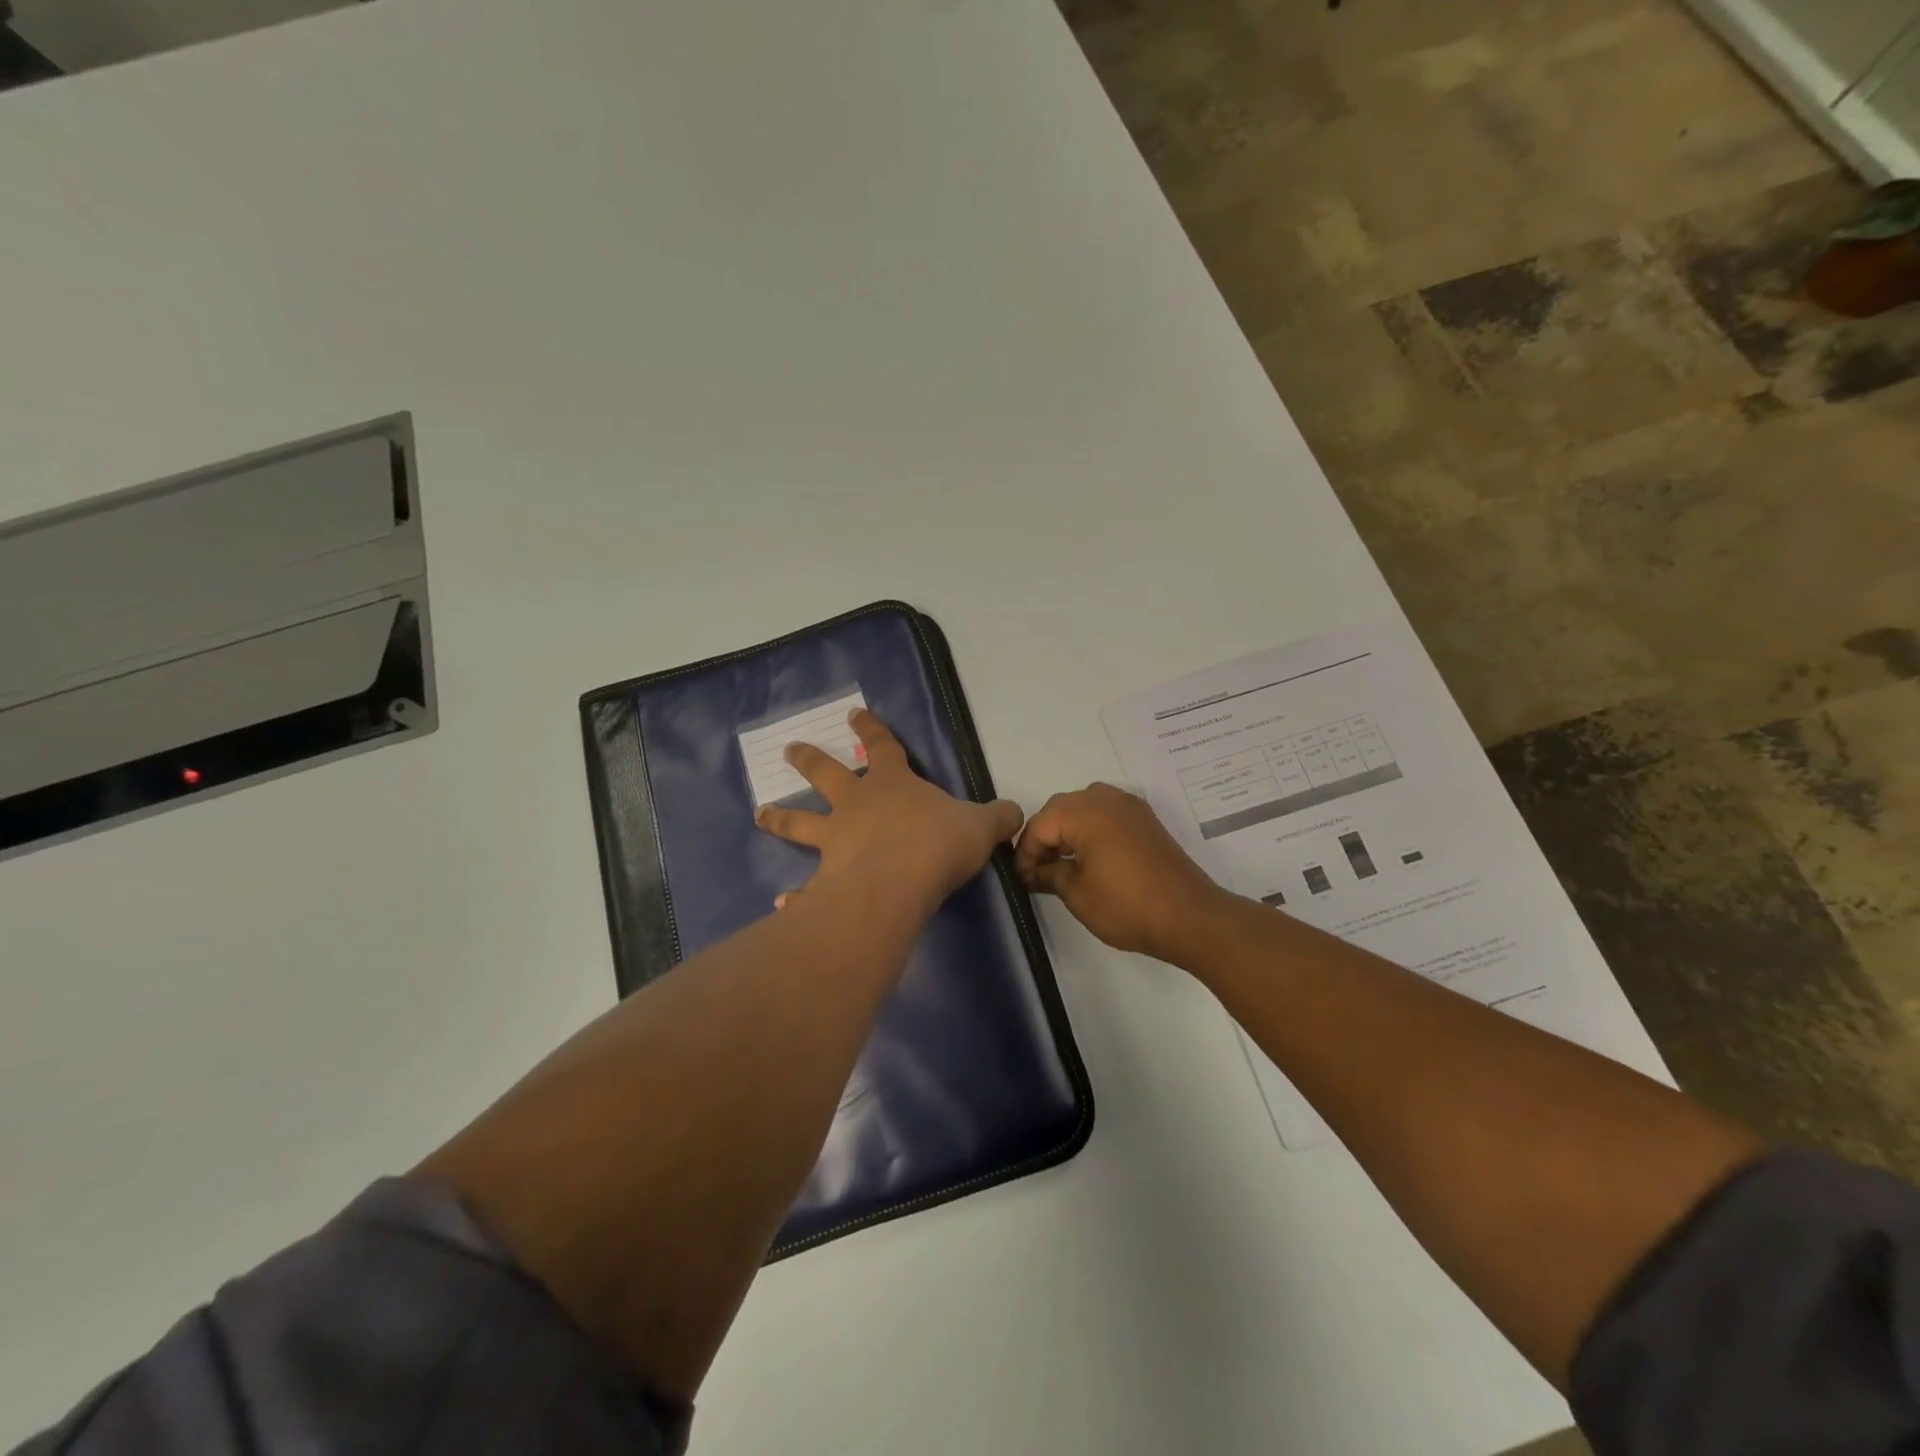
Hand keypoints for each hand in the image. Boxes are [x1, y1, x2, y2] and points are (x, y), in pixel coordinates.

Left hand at [757, 708, 1022, 918]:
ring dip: (780, 818)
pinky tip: (782, 903)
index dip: (871, 728)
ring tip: (760, 814)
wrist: (900, 882)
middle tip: (790, 750)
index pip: (882, 746)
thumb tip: (1016, 814)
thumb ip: (997, 818)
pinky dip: (796, 896)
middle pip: (827, 775)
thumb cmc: (938, 843)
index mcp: (892, 784)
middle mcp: (856, 806)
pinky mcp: (826, 878)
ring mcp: (835, 841)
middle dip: (808, 760)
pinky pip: (808, 887)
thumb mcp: (980, 826)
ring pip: (800, 822)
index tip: (854, 712)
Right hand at [1015, 783, 1229, 962]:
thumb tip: (1032, 872)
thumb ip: (1048, 875)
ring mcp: (1129, 806)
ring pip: (1083, 809)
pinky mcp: (1145, 820)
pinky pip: (1106, 815)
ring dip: (1068, 833)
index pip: (1039, 825)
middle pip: (1060, 810)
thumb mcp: (1076, 893)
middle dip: (1045, 839)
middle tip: (1038, 873)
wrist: (1190, 917)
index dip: (1026, 853)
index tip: (1022, 880)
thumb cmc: (1127, 905)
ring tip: (1063, 867)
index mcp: (1084, 811)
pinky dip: (1092, 831)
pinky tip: (1090, 860)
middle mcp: (1106, 798)